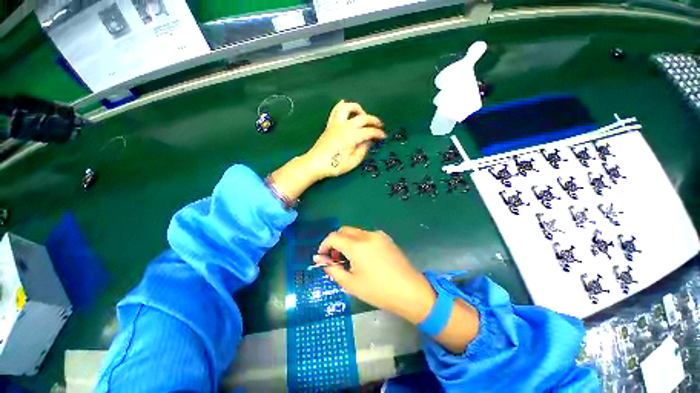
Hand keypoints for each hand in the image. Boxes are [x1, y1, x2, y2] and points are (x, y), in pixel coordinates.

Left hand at [305, 100, 385, 179]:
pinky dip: (341, 106)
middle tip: (379, 125)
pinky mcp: (330, 125)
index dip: (378, 133)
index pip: (369, 131)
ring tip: (363, 115)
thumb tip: (369, 141)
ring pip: (347, 108)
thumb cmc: (335, 165)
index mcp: (352, 136)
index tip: (384, 136)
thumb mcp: (353, 161)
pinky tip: (345, 104)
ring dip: (357, 108)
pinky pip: (335, 111)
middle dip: (373, 120)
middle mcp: (345, 126)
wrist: (316, 164)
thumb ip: (363, 150)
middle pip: (362, 117)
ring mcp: (336, 124)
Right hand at [314, 227, 436, 323]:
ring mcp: (378, 235)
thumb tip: (320, 260)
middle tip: (336, 259)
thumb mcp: (351, 283)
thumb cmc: (378, 291)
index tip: (322, 257)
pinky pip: (366, 235)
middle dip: (335, 242)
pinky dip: (359, 242)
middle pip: (344, 230)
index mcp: (357, 246)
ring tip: (350, 259)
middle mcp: (367, 235)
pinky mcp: (386, 238)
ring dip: (347, 241)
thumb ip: (332, 269)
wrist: (409, 291)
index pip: (333, 237)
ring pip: (355, 232)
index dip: (324, 245)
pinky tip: (364, 257)